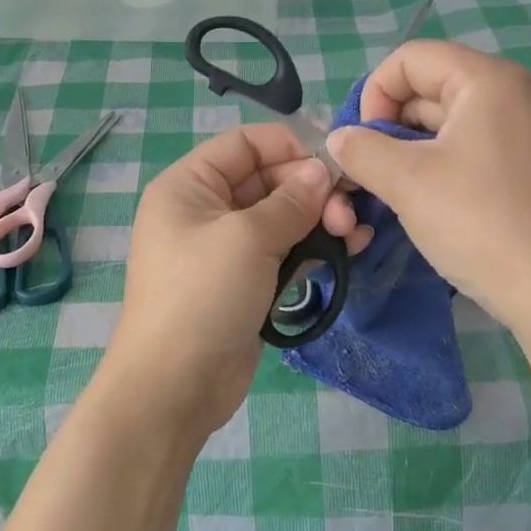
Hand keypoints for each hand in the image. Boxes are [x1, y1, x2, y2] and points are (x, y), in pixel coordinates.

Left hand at [100, 124, 370, 445]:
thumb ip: (291, 201)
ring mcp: (227, 248)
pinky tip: (349, 250)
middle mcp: (206, 209)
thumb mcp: (247, 238)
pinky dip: (314, 247)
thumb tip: (321, 172)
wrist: (176, 386)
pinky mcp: (247, 281)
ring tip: (355, 233)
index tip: (334, 165)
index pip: (245, 145)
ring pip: (282, 217)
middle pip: (268, 180)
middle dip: (312, 190)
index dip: (290, 147)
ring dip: (320, 219)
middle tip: (348, 213)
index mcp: (189, 185)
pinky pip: (285, 251)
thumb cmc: (202, 296)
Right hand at [325, 40, 530, 331]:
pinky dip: (458, 168)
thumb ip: (361, 150)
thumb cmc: (481, 223)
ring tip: (407, 195)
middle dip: (394, 127)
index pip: (411, 58)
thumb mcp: (406, 182)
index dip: (374, 94)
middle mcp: (524, 95)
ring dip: (422, 151)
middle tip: (377, 175)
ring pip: (462, 124)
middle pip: (437, 88)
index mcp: (490, 81)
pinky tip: (453, 210)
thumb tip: (340, 139)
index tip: (366, 144)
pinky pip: (491, 151)